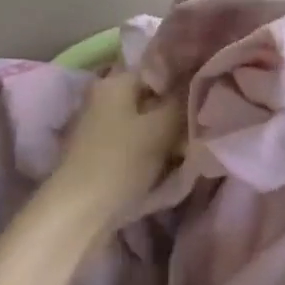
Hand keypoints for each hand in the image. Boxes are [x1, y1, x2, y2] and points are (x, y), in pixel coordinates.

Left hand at [43, 70, 184, 236]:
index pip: (158, 69)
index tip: (206, 98)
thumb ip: (182, 101)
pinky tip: (168, 166)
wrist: (78, 215)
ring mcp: (98, 127)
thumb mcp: (161, 127)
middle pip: (150, 97)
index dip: (184, 81)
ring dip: (165, 135)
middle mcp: (103, 97)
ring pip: (143, 123)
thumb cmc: (120, 162)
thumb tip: (196, 82)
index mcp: (115, 82)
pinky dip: (150, 151)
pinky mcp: (98, 154)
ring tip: (187, 150)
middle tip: (200, 128)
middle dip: (175, 113)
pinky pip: (132, 144)